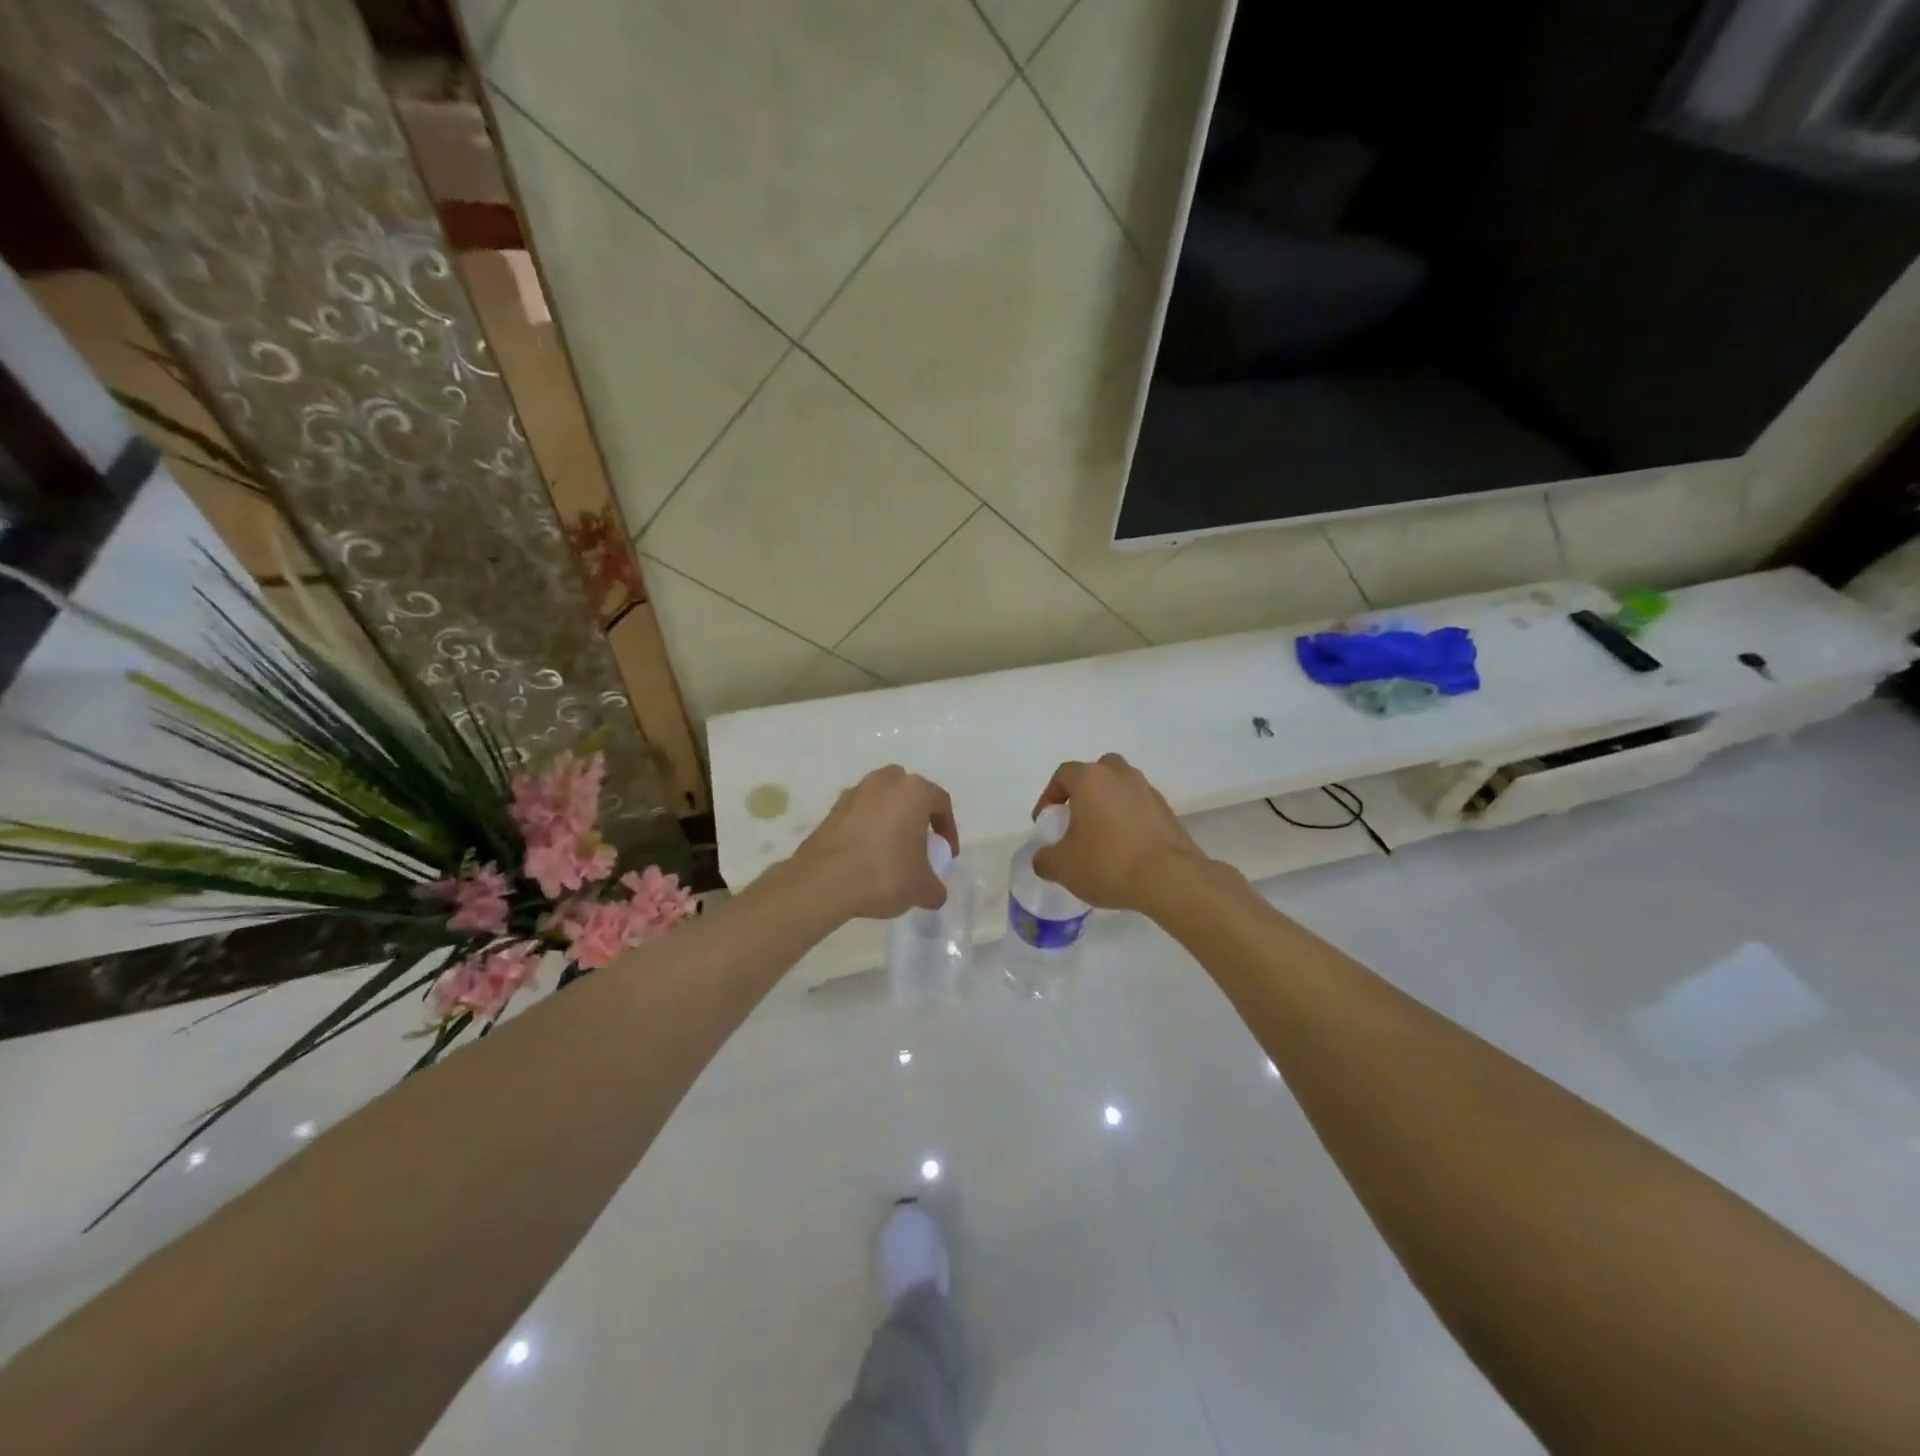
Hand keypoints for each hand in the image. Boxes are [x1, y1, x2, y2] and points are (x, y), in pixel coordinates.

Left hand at [789, 765, 958, 921]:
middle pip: (908, 793)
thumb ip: (935, 887)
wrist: (823, 882)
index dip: (948, 829)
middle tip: (919, 844)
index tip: (946, 854)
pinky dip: (866, 828)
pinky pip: (859, 814)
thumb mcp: (921, 888)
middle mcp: (884, 782)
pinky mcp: (831, 809)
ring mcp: (854, 793)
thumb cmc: (883, 874)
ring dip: (890, 819)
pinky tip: (866, 856)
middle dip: (917, 815)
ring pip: (881, 800)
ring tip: (891, 851)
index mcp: (913, 791)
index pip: (941, 802)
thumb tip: (934, 892)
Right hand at [1031, 753, 1207, 911]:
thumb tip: (1044, 857)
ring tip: (1101, 836)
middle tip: (1076, 819)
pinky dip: (1129, 820)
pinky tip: (1125, 848)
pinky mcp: (1168, 812)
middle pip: (1097, 772)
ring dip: (1109, 805)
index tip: (1047, 822)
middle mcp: (1121, 776)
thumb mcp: (1062, 867)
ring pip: (1122, 788)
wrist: (1171, 879)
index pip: (1063, 775)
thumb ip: (1044, 859)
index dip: (1049, 797)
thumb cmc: (1108, 863)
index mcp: (1091, 779)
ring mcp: (1148, 792)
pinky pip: (1140, 808)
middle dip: (1084, 791)